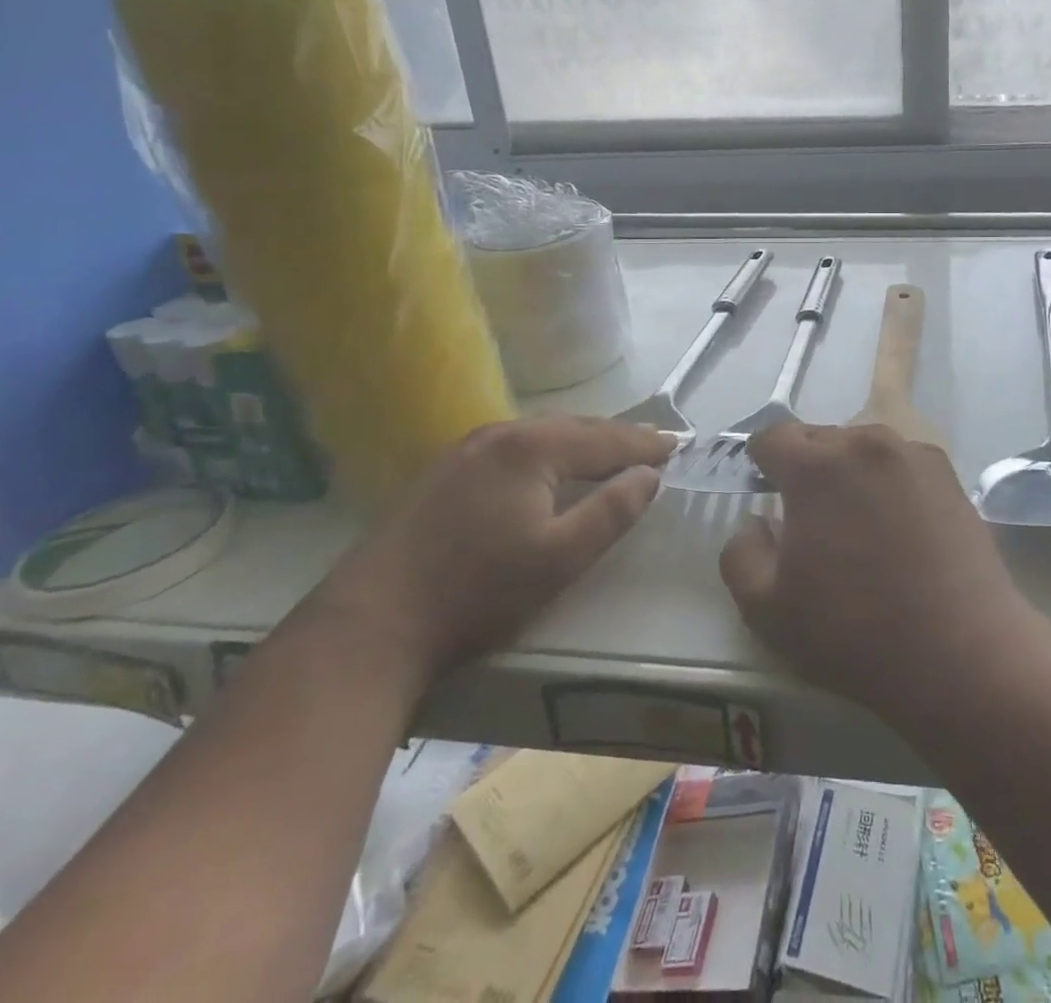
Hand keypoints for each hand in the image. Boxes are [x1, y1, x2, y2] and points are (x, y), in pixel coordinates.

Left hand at [317, 417, 673, 679]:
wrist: (371, 623)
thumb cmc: (478, 591)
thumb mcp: (561, 558)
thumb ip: (613, 511)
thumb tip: (649, 476)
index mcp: (532, 447)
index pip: (606, 438)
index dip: (645, 443)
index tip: (678, 446)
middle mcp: (500, 433)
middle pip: (575, 428)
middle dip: (617, 436)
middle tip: (653, 445)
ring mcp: (466, 449)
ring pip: (543, 434)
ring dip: (582, 442)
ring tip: (612, 451)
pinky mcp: (445, 470)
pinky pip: (516, 447)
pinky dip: (549, 451)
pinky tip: (552, 466)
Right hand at [719, 423, 1035, 719]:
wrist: (961, 652)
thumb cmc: (854, 632)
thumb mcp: (767, 611)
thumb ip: (740, 554)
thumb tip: (756, 522)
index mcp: (816, 466)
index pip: (773, 436)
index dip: (762, 461)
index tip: (765, 490)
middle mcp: (865, 443)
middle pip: (820, 437)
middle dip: (806, 467)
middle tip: (810, 517)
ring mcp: (914, 455)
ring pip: (863, 447)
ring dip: (849, 471)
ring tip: (858, 522)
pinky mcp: (950, 475)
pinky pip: (901, 463)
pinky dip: (889, 481)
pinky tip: (900, 527)